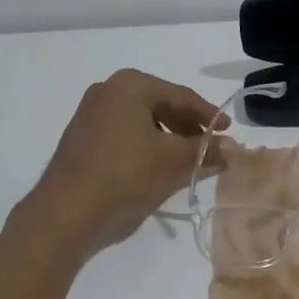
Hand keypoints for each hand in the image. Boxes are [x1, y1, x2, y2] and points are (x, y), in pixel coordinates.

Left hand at [22, 69, 219, 252]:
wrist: (65, 212)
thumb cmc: (125, 175)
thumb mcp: (173, 162)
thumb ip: (205, 150)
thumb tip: (233, 148)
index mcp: (130, 85)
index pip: (181, 96)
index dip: (209, 115)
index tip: (229, 132)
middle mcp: (107, 90)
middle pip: (160, 105)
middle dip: (187, 127)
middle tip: (209, 146)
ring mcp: (90, 113)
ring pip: (141, 121)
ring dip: (167, 138)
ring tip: (185, 160)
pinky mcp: (80, 137)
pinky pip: (123, 134)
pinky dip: (144, 145)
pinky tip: (156, 166)